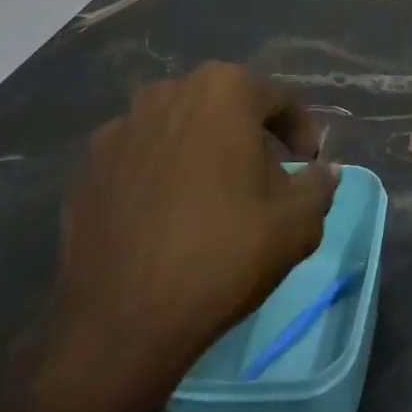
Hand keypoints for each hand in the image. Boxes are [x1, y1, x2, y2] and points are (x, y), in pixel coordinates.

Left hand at [30, 63, 337, 411]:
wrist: (122, 321)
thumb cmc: (223, 254)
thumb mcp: (298, 223)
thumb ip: (319, 184)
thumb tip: (324, 171)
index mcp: (224, 90)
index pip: (278, 98)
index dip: (301, 130)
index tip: (308, 163)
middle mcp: (168, 93)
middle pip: (225, 107)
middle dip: (250, 136)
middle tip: (266, 179)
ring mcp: (120, 128)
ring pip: (180, 129)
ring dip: (203, 151)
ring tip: (214, 197)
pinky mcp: (87, 167)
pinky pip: (141, 158)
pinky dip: (161, 174)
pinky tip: (168, 215)